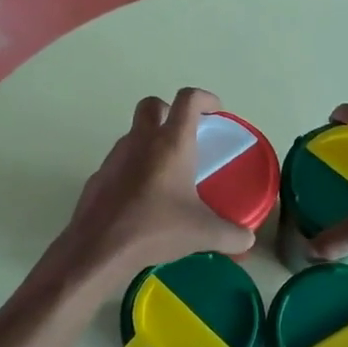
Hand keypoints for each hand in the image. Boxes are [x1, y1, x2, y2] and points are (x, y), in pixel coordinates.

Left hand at [44, 87, 256, 290]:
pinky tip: (142, 198)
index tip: (216, 111)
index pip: (188, 100)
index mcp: (171, 143)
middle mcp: (141, 141)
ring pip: (133, 134)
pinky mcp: (99, 177)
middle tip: (185, 135)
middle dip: (170, 111)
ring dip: (150, 141)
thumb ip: (231, 235)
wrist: (99, 248)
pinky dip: (133, 169)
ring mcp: (115, 157)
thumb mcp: (202, 233)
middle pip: (153, 105)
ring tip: (166, 172)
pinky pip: (120, 162)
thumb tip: (248, 240)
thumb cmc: (155, 228)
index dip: (205, 98)